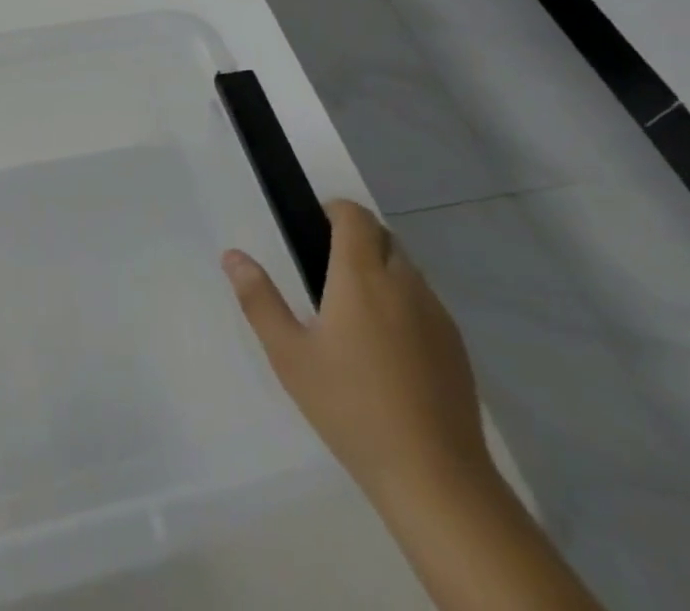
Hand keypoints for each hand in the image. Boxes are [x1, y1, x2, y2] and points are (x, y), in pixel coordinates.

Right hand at [222, 199, 489, 509]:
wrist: (435, 479)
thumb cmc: (351, 408)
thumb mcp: (289, 355)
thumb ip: (259, 299)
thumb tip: (232, 256)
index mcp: (361, 276)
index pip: (355, 215)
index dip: (334, 210)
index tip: (312, 230)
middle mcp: (404, 283)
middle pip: (383, 236)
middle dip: (356, 239)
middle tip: (325, 272)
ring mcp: (436, 315)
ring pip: (407, 269)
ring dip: (382, 270)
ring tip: (354, 312)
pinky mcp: (457, 347)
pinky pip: (425, 303)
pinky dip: (404, 303)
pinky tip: (387, 348)